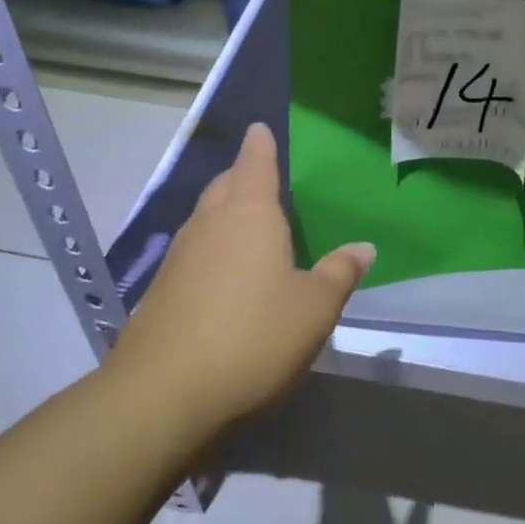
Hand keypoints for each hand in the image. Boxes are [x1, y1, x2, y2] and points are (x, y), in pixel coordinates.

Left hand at [105, 123, 373, 433]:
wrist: (164, 395)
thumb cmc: (254, 337)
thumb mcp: (315, 308)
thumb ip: (339, 273)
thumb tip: (363, 247)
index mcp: (249, 215)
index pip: (255, 164)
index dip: (260, 145)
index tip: (259, 128)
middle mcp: (209, 225)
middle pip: (225, 186)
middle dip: (242, 177)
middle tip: (262, 178)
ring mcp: (179, 258)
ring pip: (206, 220)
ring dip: (226, 214)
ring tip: (249, 225)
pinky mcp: (161, 292)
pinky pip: (194, 254)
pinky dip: (213, 251)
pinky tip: (226, 276)